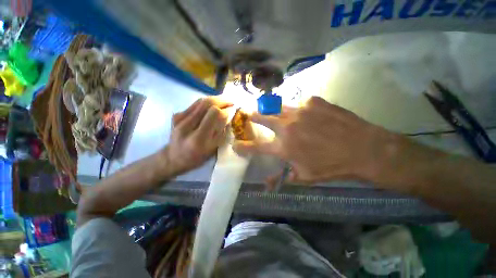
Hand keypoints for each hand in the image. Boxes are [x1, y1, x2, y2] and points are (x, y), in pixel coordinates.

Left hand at [164, 98, 232, 175]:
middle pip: (206, 104)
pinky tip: (213, 105)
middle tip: (231, 102)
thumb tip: (228, 115)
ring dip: (214, 99)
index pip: (213, 114)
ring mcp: (180, 118)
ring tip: (224, 101)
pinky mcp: (177, 115)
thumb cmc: (196, 157)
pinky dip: (206, 103)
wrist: (174, 157)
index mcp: (198, 137)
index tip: (232, 110)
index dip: (225, 110)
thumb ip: (221, 132)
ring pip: (200, 101)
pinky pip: (195, 104)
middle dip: (221, 100)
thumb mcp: (213, 149)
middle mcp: (187, 125)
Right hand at [233, 96, 396, 185]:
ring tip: (275, 112)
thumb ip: (283, 177)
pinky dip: (297, 109)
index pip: (255, 146)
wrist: (364, 148)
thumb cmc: (332, 166)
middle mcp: (287, 126)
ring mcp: (299, 110)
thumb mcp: (305, 177)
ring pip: (278, 107)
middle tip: (248, 114)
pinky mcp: (313, 101)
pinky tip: (307, 115)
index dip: (243, 145)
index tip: (235, 143)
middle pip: (261, 117)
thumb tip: (267, 184)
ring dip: (273, 111)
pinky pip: (298, 104)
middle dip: (252, 116)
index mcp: (284, 146)